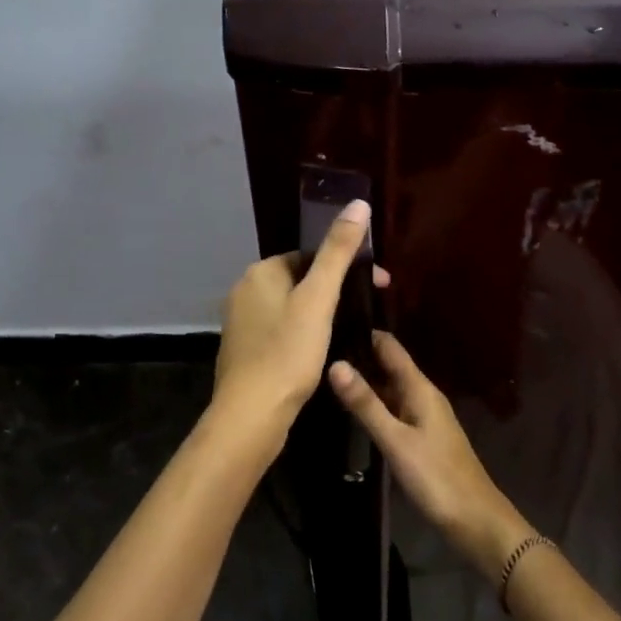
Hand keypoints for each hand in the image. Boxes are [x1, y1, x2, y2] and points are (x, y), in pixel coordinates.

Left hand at [210, 200, 384, 450]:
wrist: (251, 416)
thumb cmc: (288, 352)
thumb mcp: (319, 299)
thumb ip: (338, 252)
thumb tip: (358, 204)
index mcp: (260, 273)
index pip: (310, 256)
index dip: (347, 266)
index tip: (379, 285)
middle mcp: (245, 291)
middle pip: (301, 280)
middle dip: (336, 290)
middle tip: (370, 309)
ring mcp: (242, 323)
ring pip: (292, 307)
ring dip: (321, 313)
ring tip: (351, 331)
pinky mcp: (244, 351)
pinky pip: (281, 331)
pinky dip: (303, 334)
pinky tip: (321, 353)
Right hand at [329, 332, 533, 579]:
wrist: (474, 521)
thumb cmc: (436, 476)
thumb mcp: (395, 440)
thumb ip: (365, 404)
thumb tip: (335, 363)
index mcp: (420, 388)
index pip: (389, 346)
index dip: (364, 331)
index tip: (332, 321)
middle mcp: (422, 395)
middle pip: (388, 366)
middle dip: (359, 356)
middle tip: (319, 349)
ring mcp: (423, 417)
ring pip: (389, 389)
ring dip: (364, 381)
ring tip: (326, 374)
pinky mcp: (421, 438)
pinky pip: (393, 409)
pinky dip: (373, 404)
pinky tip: (351, 410)